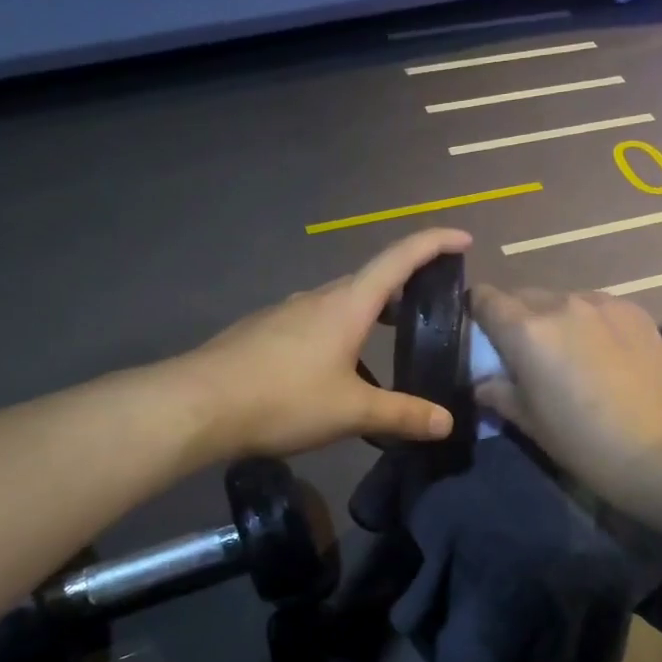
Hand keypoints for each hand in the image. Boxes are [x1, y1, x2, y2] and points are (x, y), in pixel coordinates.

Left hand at [183, 228, 473, 456]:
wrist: (197, 404)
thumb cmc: (283, 399)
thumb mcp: (351, 411)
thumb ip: (402, 415)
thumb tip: (447, 422)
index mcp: (347, 305)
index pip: (399, 259)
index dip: (434, 244)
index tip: (463, 239)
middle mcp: (317, 298)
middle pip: (370, 280)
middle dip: (403, 286)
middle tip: (427, 307)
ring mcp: (285, 313)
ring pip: (338, 303)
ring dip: (368, 312)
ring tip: (385, 342)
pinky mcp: (262, 332)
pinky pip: (312, 322)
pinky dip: (338, 332)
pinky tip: (333, 370)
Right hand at [469, 284, 661, 501]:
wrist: (660, 450)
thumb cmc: (582, 442)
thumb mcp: (529, 422)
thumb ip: (498, 392)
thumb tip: (483, 382)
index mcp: (526, 330)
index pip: (485, 298)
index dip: (478, 312)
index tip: (483, 335)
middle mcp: (560, 304)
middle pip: (522, 295)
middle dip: (515, 317)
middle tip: (525, 352)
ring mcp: (602, 303)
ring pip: (561, 299)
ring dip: (554, 318)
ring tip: (569, 353)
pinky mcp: (634, 311)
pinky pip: (596, 306)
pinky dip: (588, 321)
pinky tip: (603, 353)